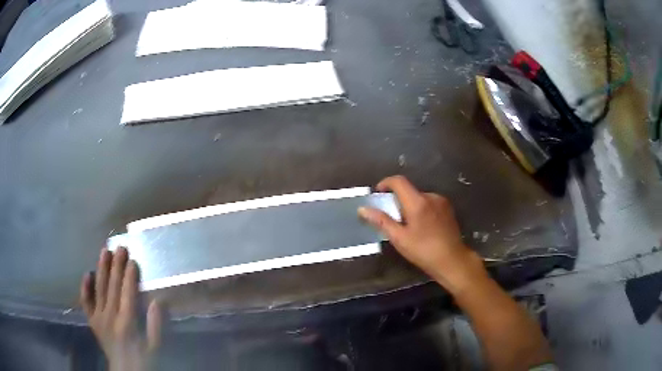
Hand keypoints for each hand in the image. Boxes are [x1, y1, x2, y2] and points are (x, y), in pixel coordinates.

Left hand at [80, 247, 161, 370]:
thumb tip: (158, 302)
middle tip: (120, 247)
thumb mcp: (155, 348)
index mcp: (126, 323)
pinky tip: (87, 273)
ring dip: (102, 269)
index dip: (130, 277)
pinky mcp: (92, 320)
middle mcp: (109, 317)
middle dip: (117, 266)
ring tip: (105, 251)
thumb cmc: (142, 359)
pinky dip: (85, 287)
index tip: (133, 260)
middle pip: (112, 287)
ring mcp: (98, 317)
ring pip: (99, 289)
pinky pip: (86, 301)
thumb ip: (156, 326)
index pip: (127, 294)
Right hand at [358, 175, 485, 294]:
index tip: (378, 193)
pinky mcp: (448, 209)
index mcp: (418, 202)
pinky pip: (429, 203)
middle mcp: (431, 197)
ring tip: (407, 226)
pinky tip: (422, 227)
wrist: (452, 260)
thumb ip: (381, 221)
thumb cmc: (424, 251)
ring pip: (420, 198)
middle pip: (409, 190)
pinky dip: (421, 209)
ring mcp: (441, 202)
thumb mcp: (399, 238)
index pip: (399, 181)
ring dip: (410, 205)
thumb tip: (363, 209)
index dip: (385, 183)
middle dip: (397, 200)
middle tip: (392, 218)